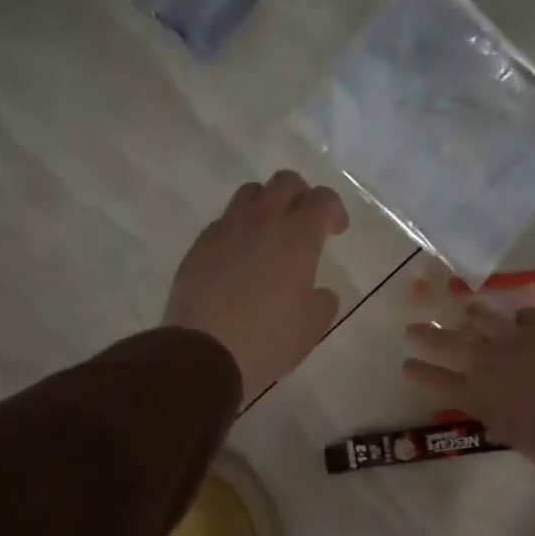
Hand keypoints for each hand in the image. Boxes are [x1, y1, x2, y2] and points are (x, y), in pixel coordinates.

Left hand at [164, 171, 348, 398]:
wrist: (203, 354)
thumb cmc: (267, 340)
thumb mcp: (312, 327)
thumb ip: (323, 301)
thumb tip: (318, 292)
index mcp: (297, 237)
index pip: (322, 198)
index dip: (334, 210)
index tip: (335, 231)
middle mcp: (261, 221)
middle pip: (285, 181)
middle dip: (301, 196)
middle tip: (305, 224)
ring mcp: (225, 230)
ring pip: (250, 193)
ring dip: (267, 205)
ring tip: (270, 236)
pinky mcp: (199, 245)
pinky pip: (224, 221)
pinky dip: (238, 230)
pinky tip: (239, 259)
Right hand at [403, 304, 534, 490]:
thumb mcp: (512, 434)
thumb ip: (495, 412)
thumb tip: (492, 400)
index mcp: (477, 396)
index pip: (436, 381)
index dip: (419, 373)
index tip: (407, 365)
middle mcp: (488, 362)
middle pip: (448, 344)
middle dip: (427, 336)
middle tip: (414, 330)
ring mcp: (517, 339)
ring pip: (483, 317)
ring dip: (473, 316)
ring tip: (468, 313)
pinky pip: (526, 315)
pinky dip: (520, 319)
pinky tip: (521, 320)